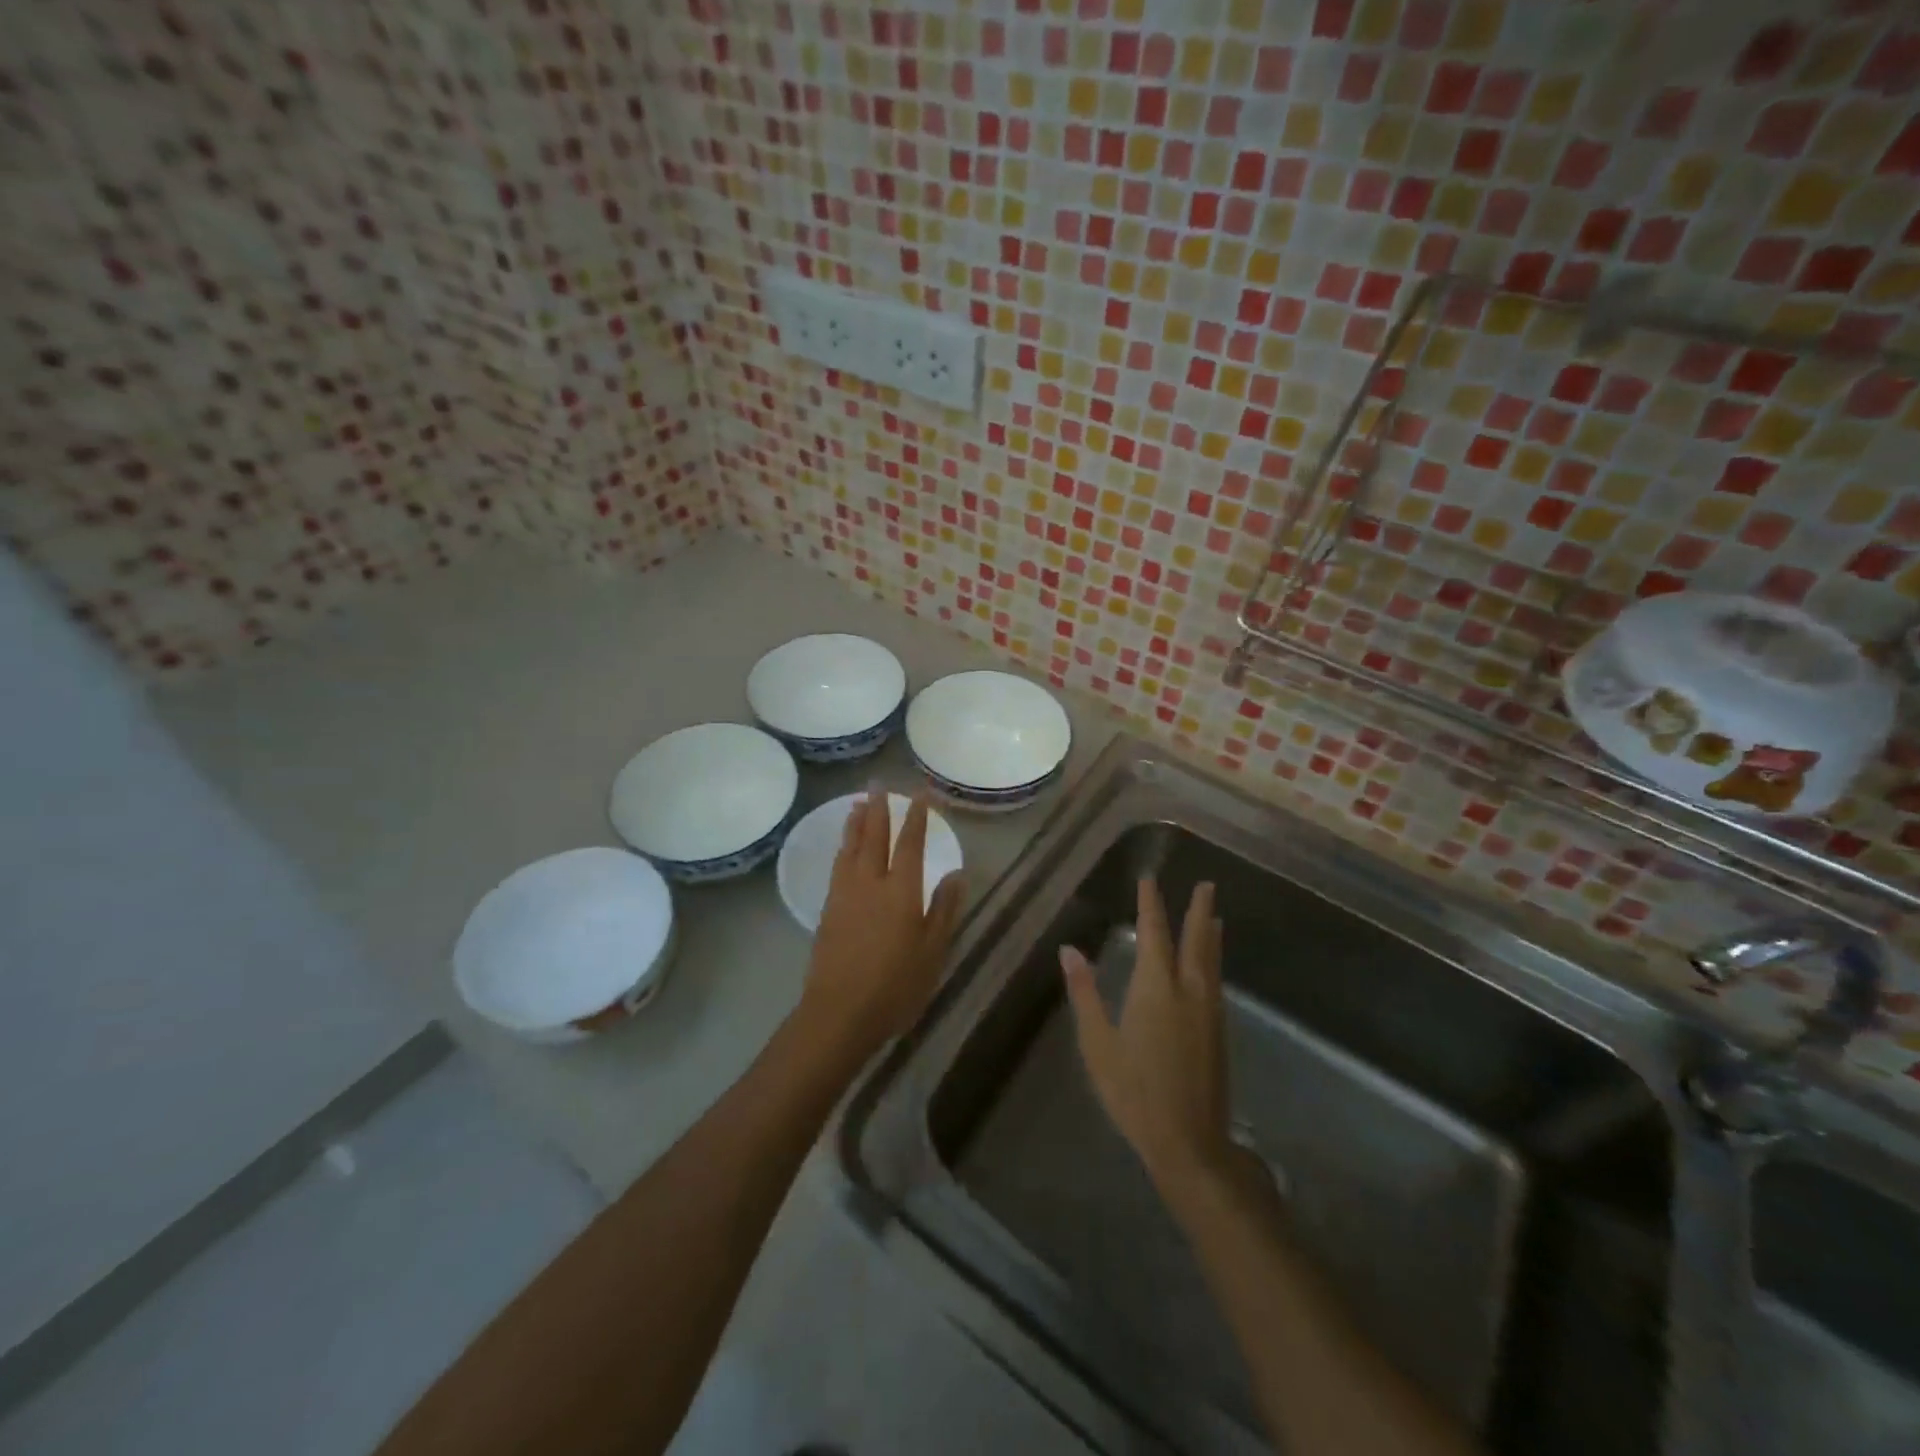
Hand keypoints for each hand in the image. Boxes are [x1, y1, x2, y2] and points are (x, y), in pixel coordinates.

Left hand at [800, 789, 964, 1061]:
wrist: (839, 1012)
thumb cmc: (895, 986)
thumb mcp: (932, 951)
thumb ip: (943, 909)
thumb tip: (956, 873)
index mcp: (901, 891)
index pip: (909, 843)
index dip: (916, 816)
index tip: (919, 793)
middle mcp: (870, 883)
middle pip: (874, 836)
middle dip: (879, 808)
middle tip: (878, 783)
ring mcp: (845, 894)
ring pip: (850, 847)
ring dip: (856, 822)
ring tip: (858, 802)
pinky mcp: (827, 908)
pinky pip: (837, 864)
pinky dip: (843, 846)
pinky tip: (844, 846)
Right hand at [1061, 878, 1231, 1195]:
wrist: (1190, 1143)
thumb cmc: (1134, 1092)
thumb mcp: (1098, 1044)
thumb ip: (1085, 994)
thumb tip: (1069, 950)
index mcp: (1156, 988)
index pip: (1154, 933)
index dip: (1151, 905)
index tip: (1150, 879)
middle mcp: (1188, 991)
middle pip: (1195, 940)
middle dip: (1198, 910)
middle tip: (1206, 884)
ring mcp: (1209, 1011)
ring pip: (1211, 960)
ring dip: (1210, 933)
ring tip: (1214, 915)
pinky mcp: (1218, 1032)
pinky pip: (1216, 980)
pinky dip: (1214, 960)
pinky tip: (1211, 965)